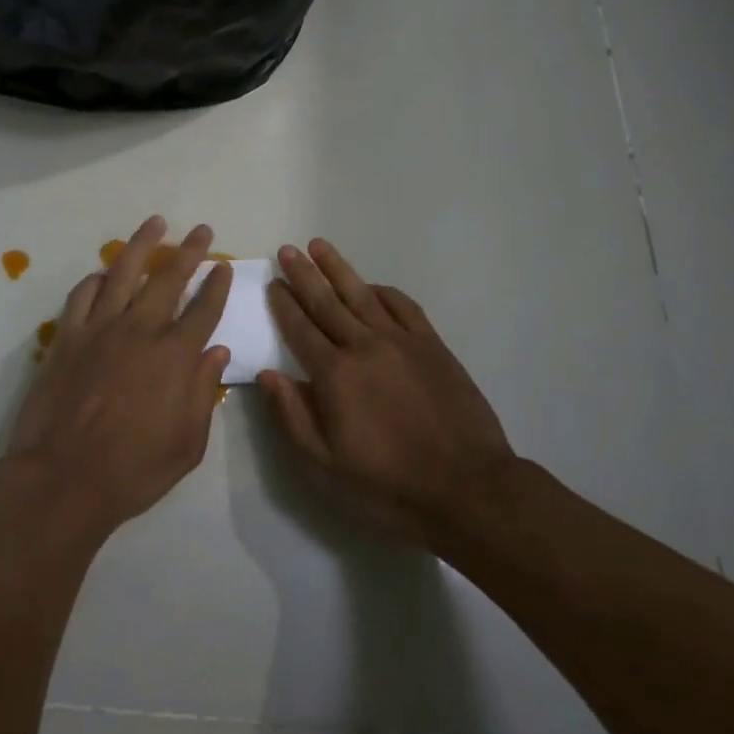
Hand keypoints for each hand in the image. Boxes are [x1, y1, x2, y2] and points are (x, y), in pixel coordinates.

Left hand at [1, 216, 233, 538]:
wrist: (62, 478)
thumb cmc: (133, 470)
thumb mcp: (187, 444)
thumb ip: (203, 393)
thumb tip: (217, 352)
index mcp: (175, 356)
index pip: (205, 309)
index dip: (217, 285)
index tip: (224, 267)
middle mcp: (141, 330)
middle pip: (170, 278)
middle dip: (190, 251)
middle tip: (201, 230)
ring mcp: (100, 329)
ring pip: (124, 272)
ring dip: (142, 244)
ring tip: (154, 223)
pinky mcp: (67, 336)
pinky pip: (82, 295)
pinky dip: (96, 279)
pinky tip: (103, 274)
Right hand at [259, 241, 515, 541]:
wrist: (466, 487)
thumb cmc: (388, 483)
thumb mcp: (326, 463)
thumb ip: (292, 415)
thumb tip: (267, 373)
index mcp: (335, 375)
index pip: (300, 329)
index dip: (284, 305)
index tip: (273, 283)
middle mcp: (364, 346)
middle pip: (327, 302)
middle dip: (304, 275)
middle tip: (288, 250)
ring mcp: (401, 341)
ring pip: (362, 294)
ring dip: (339, 269)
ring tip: (320, 246)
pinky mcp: (432, 345)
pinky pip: (403, 306)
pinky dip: (383, 291)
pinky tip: (372, 285)